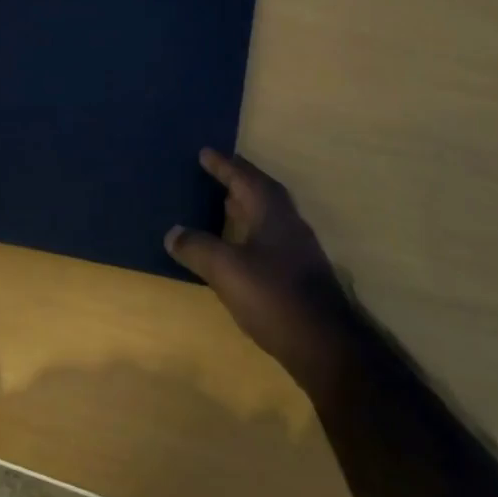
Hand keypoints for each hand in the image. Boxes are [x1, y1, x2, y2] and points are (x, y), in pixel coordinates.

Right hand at [165, 149, 356, 381]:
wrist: (325, 343)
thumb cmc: (274, 296)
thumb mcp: (227, 271)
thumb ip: (198, 248)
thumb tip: (172, 233)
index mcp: (271, 211)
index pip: (244, 177)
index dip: (223, 165)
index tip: (205, 152)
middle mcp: (288, 221)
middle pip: (261, 190)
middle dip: (238, 180)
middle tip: (216, 173)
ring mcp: (298, 247)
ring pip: (268, 214)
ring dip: (247, 205)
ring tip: (224, 204)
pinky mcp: (300, 271)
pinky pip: (271, 236)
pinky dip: (252, 230)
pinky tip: (241, 247)